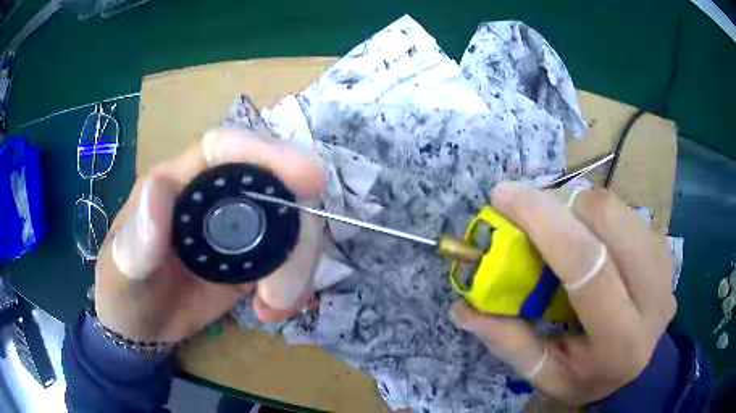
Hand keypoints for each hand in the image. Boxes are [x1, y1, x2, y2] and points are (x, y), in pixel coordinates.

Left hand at [94, 128, 324, 342]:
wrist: (139, 326)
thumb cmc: (122, 290)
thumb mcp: (121, 270)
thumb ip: (136, 238)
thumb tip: (160, 187)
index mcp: (178, 183)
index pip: (225, 149)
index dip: (266, 153)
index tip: (309, 177)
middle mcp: (213, 197)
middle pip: (274, 188)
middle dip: (296, 232)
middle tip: (285, 290)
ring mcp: (236, 229)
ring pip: (291, 225)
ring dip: (297, 266)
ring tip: (276, 307)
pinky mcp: (251, 260)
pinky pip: (289, 259)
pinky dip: (295, 283)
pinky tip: (274, 311)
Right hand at [450, 182, 675, 404]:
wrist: (642, 366)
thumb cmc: (591, 376)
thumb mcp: (547, 376)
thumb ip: (510, 344)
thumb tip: (465, 309)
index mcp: (622, 339)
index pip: (587, 265)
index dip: (544, 221)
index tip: (504, 195)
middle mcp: (654, 292)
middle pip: (607, 218)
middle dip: (560, 204)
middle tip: (529, 213)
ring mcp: (664, 261)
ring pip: (615, 205)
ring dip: (575, 205)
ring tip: (555, 226)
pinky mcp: (663, 243)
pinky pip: (623, 208)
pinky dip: (593, 210)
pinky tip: (583, 233)